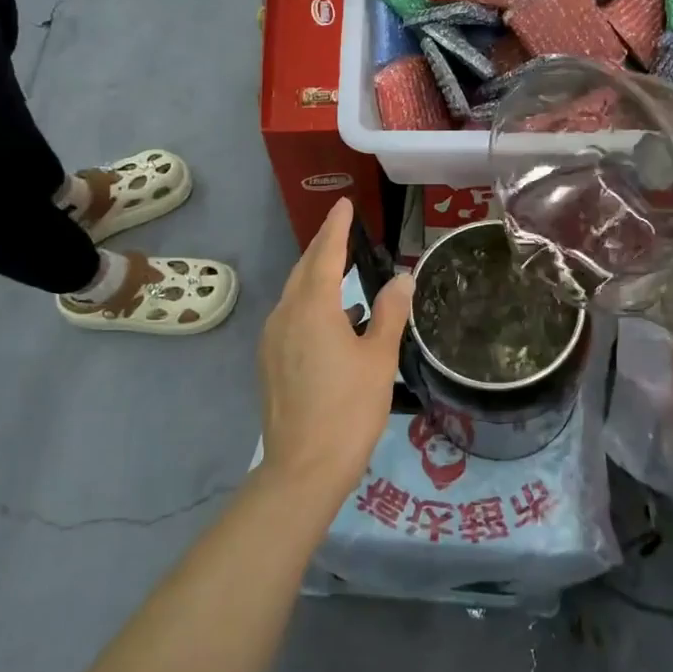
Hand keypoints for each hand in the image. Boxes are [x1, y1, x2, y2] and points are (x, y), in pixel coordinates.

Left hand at [257, 199, 413, 501]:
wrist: (303, 467)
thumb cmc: (349, 409)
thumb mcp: (378, 358)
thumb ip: (389, 313)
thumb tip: (402, 277)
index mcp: (312, 308)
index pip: (326, 254)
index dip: (337, 227)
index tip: (345, 204)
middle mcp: (285, 315)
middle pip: (304, 269)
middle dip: (323, 246)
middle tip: (343, 228)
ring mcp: (272, 339)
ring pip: (294, 293)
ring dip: (316, 275)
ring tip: (341, 268)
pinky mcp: (270, 361)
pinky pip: (290, 316)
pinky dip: (310, 303)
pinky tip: (333, 319)